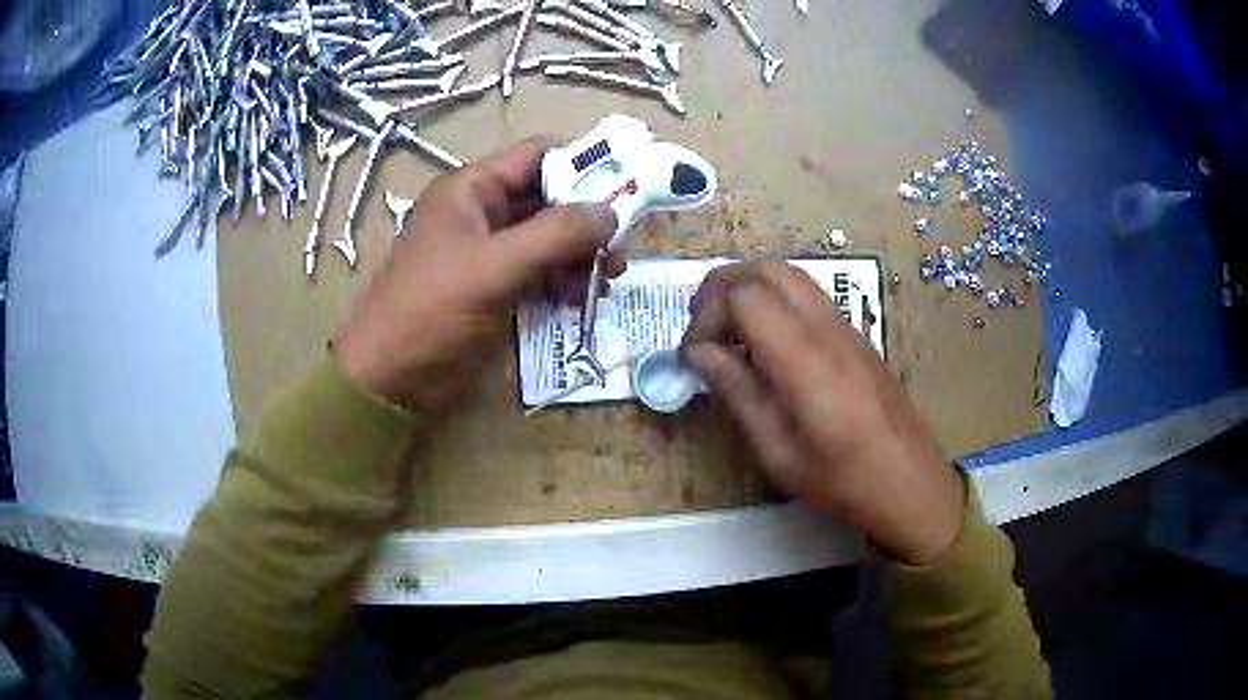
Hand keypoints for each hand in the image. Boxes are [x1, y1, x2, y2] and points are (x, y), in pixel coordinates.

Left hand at [334, 138, 616, 415]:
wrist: (390, 378)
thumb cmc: (431, 310)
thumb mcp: (494, 266)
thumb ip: (556, 235)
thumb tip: (611, 211)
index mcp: (471, 189)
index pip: (536, 157)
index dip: (582, 164)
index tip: (627, 184)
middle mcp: (482, 212)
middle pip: (548, 199)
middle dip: (586, 220)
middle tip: (620, 247)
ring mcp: (489, 252)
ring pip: (548, 239)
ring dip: (580, 255)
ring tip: (608, 278)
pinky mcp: (495, 287)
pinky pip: (540, 272)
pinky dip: (564, 281)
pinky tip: (582, 298)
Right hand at [681, 262, 964, 563]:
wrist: (909, 482)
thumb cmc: (841, 478)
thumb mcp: (777, 450)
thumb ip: (737, 393)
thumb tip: (699, 353)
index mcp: (805, 357)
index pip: (745, 298)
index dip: (708, 316)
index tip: (693, 354)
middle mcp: (827, 328)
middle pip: (769, 270)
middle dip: (725, 285)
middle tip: (701, 322)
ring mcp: (847, 327)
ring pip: (792, 277)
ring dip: (752, 288)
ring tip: (728, 329)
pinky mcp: (857, 337)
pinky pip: (809, 297)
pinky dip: (776, 301)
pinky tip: (767, 344)